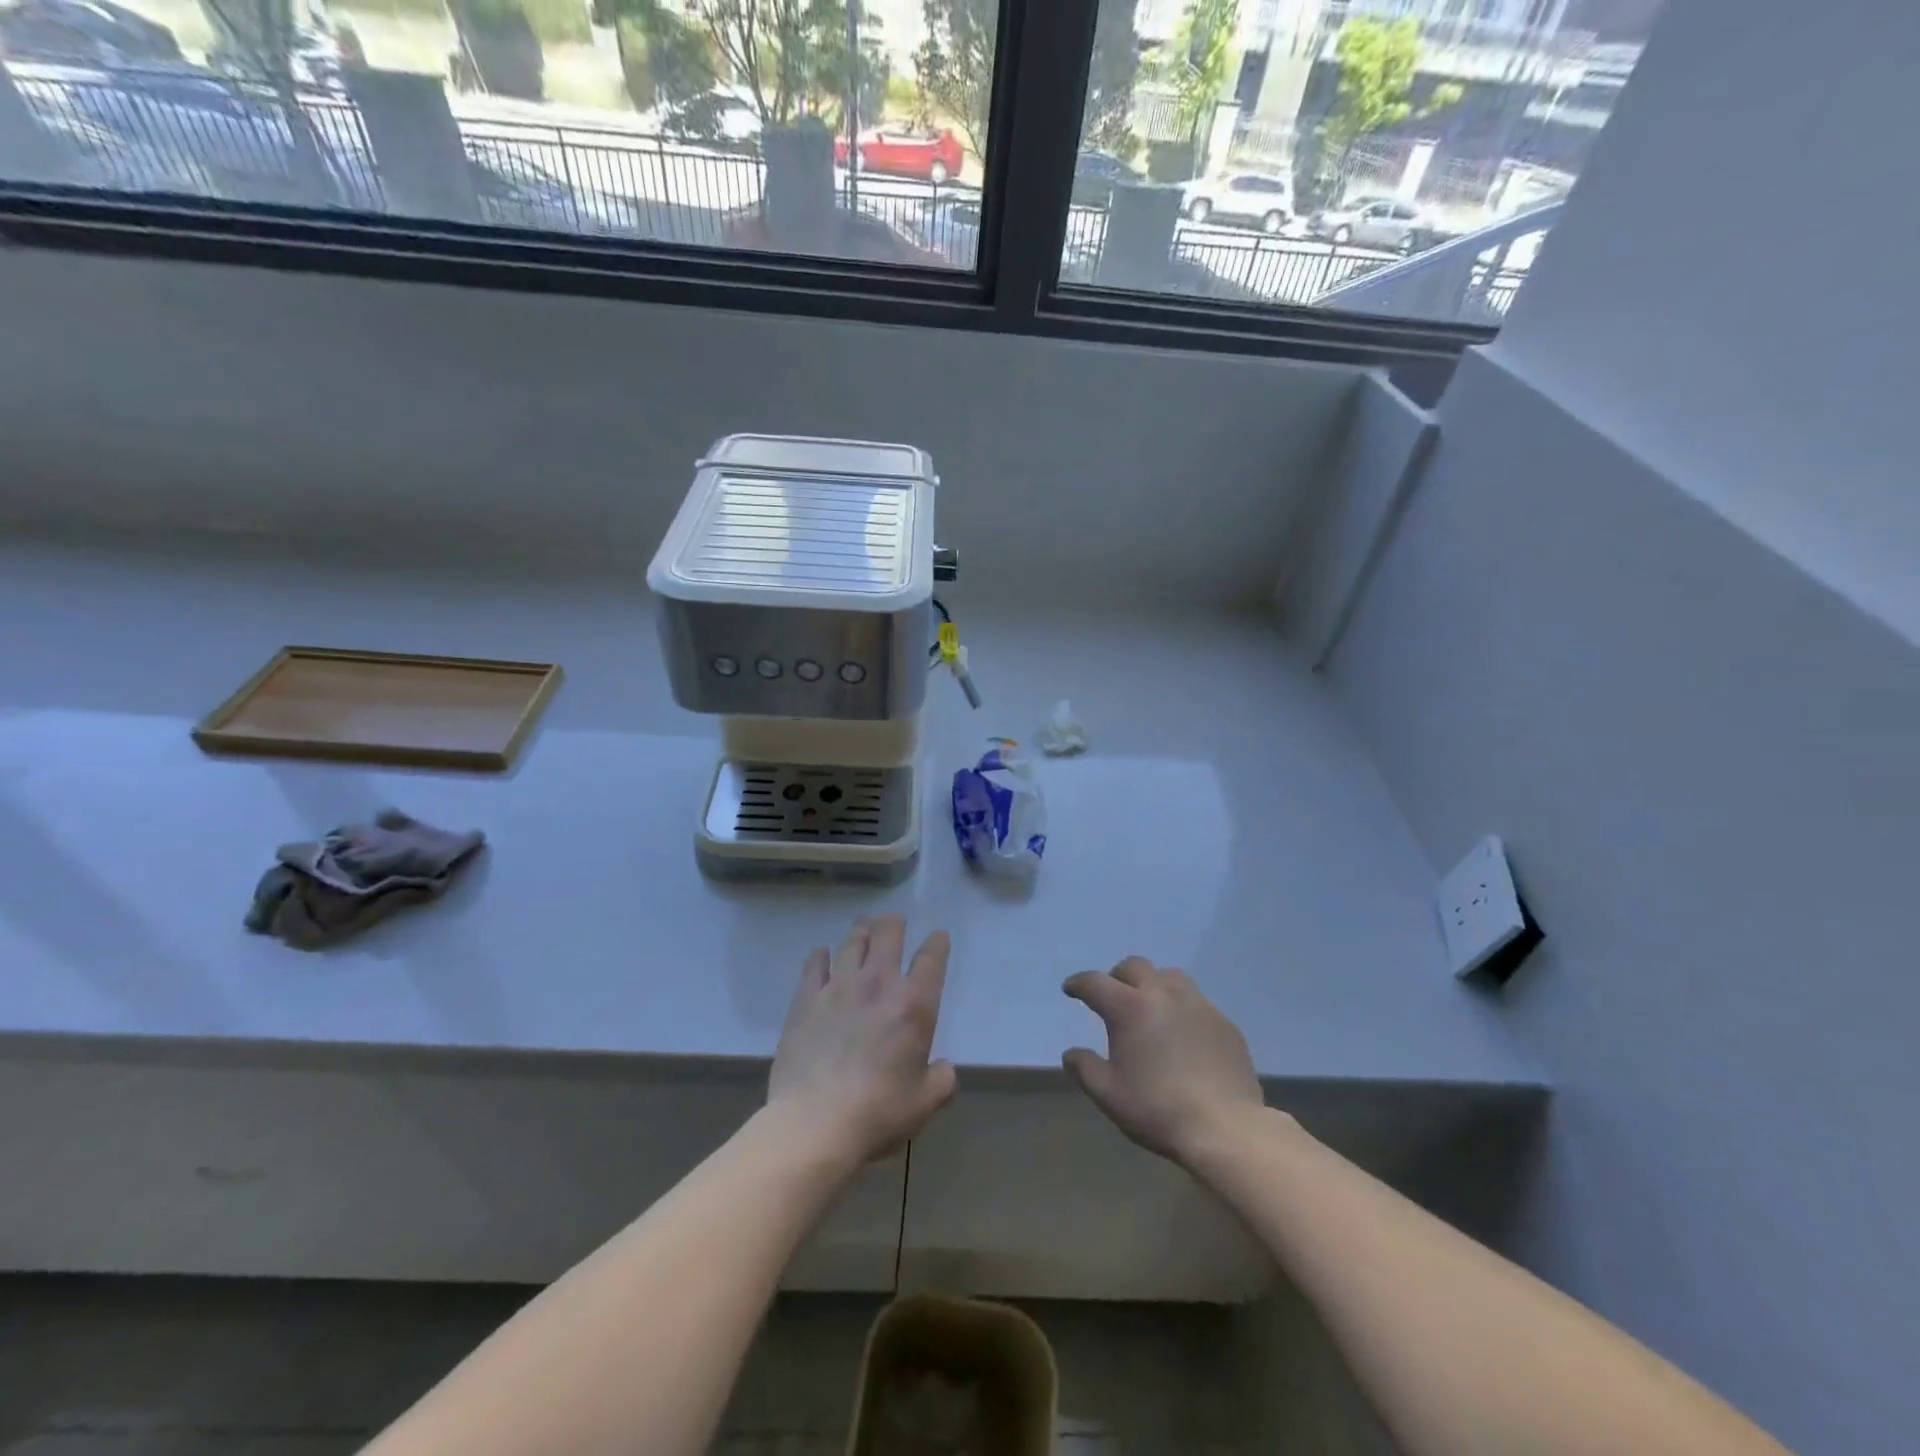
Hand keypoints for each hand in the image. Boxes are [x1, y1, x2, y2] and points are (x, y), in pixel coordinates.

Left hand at [768, 915, 956, 1166]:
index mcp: (914, 1005)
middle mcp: (879, 984)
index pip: (931, 959)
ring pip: (852, 942)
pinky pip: (815, 964)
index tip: (938, 937)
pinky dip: (821, 955)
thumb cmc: (879, 1113)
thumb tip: (943, 1069)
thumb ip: (941, 1080)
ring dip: (861, 931)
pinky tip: (822, 954)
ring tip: (863, 927)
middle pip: (888, 935)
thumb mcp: (925, 1103)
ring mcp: (839, 987)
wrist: (816, 1123)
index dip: (937, 943)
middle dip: (894, 923)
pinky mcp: (806, 1000)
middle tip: (894, 922)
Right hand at [1062, 957, 1263, 1163]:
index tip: (1071, 989)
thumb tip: (1071, 1053)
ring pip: (1170, 976)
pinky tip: (1183, 1033)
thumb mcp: (1108, 1094)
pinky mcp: (1224, 1022)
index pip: (1095, 982)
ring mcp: (1198, 1005)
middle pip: (1135, 966)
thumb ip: (1085, 1068)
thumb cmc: (1157, 1109)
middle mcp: (1163, 994)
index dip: (1079, 984)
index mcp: (1129, 1007)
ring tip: (1150, 1007)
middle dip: (1117, 976)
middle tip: (1112, 996)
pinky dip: (1182, 1008)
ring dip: (1153, 984)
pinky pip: (1197, 1002)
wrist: (1225, 1128)